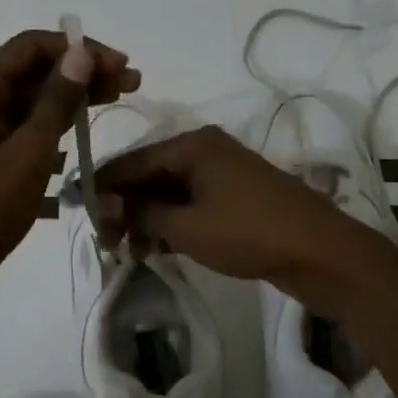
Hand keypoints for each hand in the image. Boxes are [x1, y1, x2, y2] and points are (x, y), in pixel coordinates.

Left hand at [0, 28, 138, 330]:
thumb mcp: (28, 154)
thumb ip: (56, 101)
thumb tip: (81, 54)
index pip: (31, 47)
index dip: (79, 50)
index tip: (121, 65)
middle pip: (32, 70)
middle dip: (81, 72)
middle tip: (131, 82)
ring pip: (31, 100)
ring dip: (72, 97)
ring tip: (118, 99)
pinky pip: (24, 127)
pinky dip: (54, 124)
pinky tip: (84, 129)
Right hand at [94, 126, 395, 314]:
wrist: (321, 252)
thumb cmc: (248, 232)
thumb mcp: (186, 226)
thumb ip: (140, 212)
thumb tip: (103, 204)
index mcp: (192, 144)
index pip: (131, 162)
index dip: (101, 188)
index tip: (76, 215)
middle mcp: (205, 150)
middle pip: (149, 175)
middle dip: (124, 207)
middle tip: (104, 242)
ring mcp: (224, 174)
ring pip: (170, 192)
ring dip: (146, 219)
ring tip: (126, 251)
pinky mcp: (236, 198)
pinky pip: (191, 205)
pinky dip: (172, 224)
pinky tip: (155, 249)